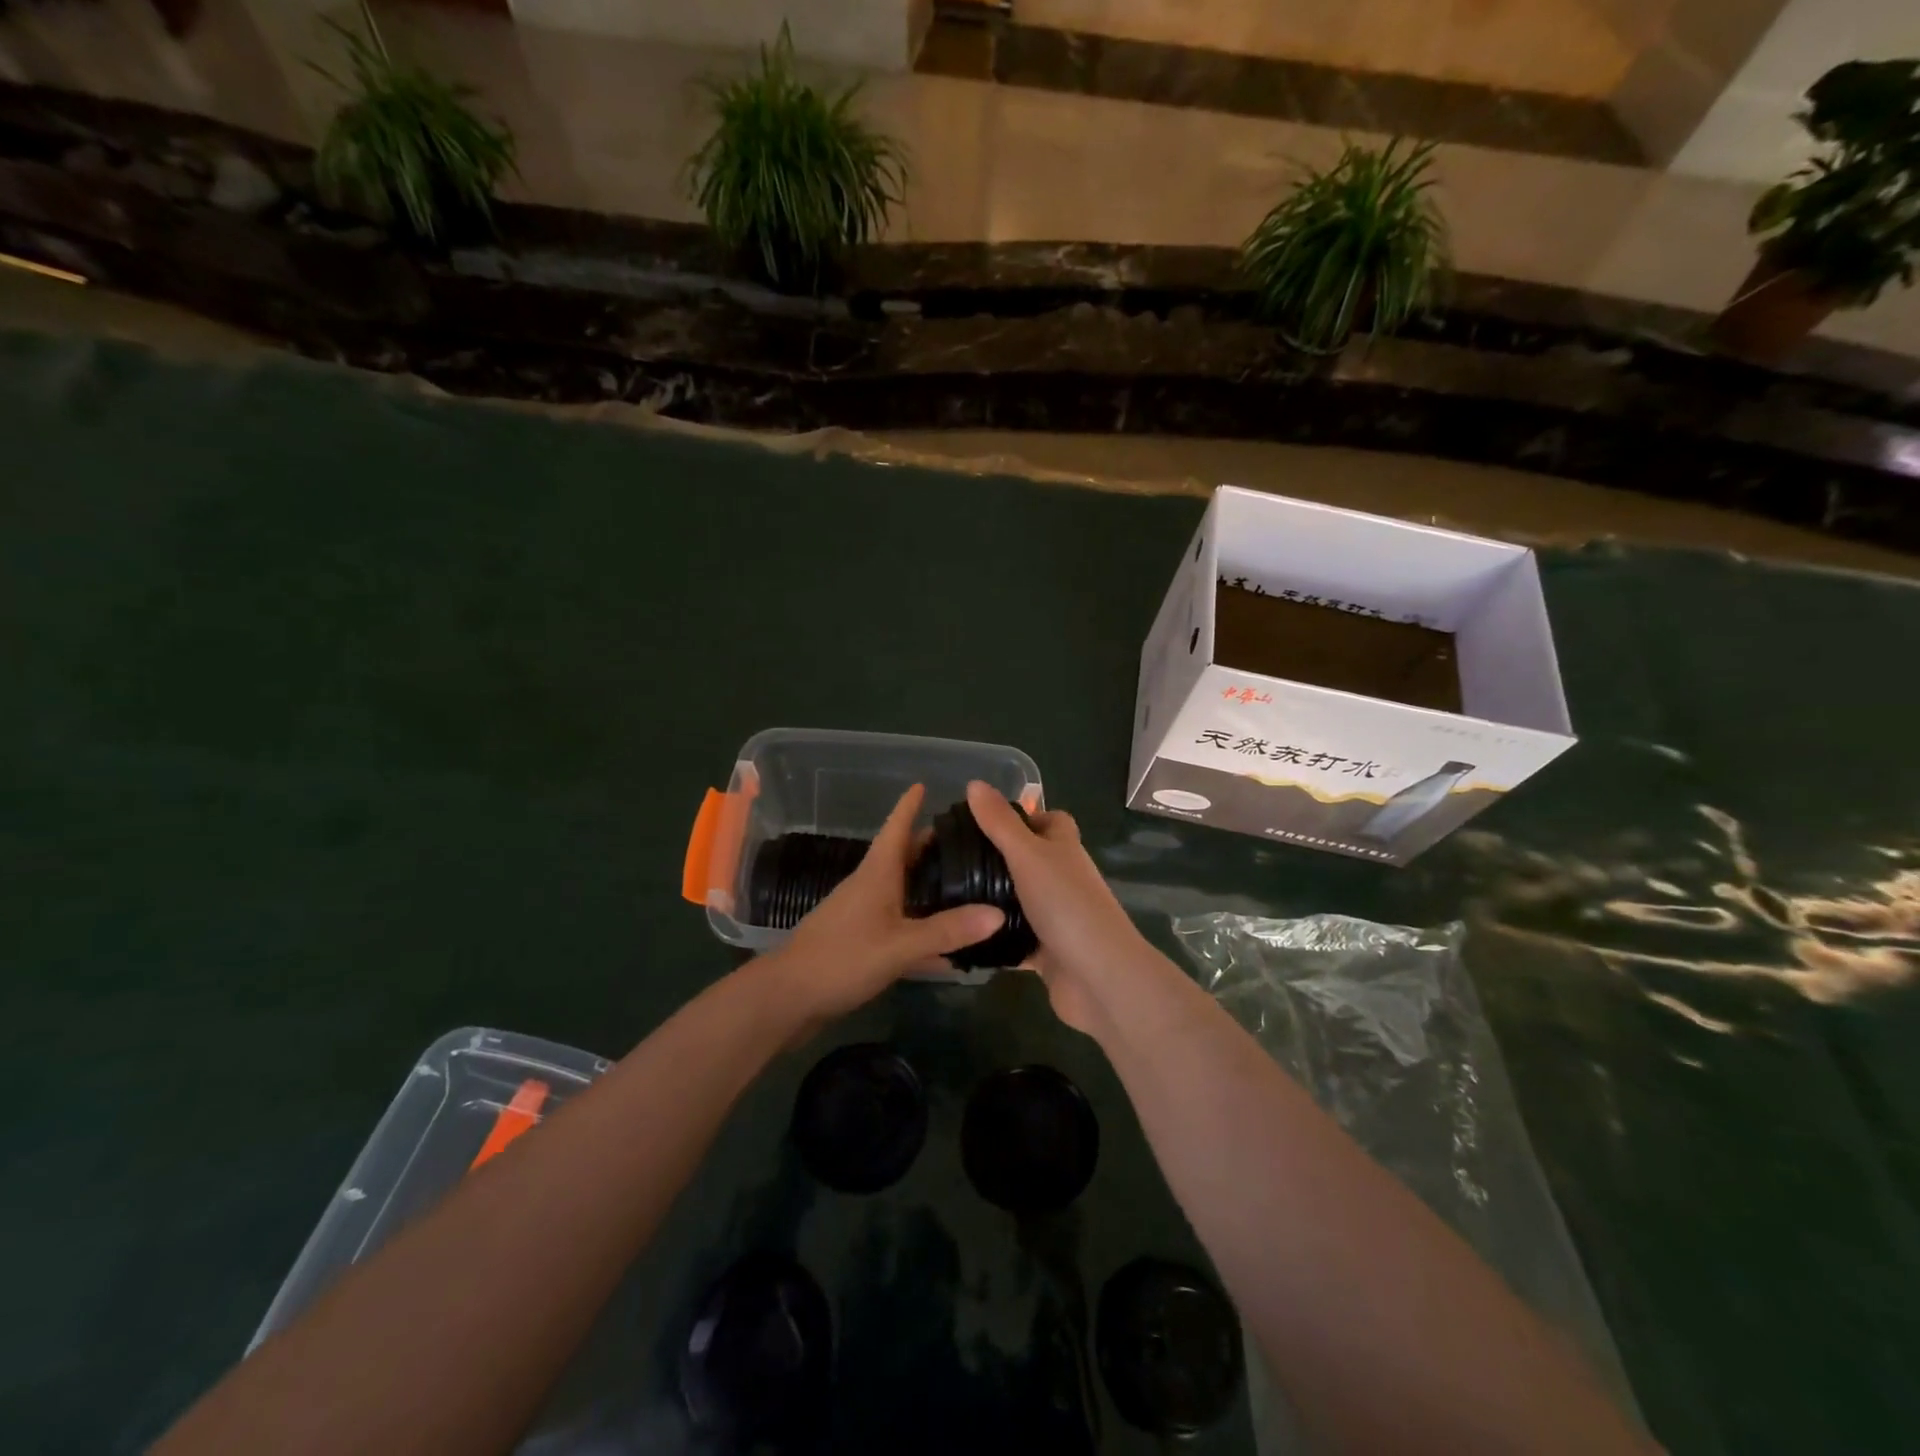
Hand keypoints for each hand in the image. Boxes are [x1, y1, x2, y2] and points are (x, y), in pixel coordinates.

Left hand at [761, 784, 1004, 1020]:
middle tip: (968, 839)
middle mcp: (870, 886)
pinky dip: (921, 923)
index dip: (909, 805)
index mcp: (877, 874)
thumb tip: (999, 913)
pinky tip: (946, 941)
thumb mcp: (900, 945)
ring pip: (902, 889)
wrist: (788, 998)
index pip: (896, 828)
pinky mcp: (860, 940)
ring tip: (964, 881)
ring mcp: (862, 914)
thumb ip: (948, 931)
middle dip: (930, 844)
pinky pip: (899, 922)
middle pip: (903, 856)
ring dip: (928, 883)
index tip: (924, 783)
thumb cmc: (842, 958)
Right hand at [965, 780, 1158, 1034]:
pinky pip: (1015, 941)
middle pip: (1031, 861)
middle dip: (997, 859)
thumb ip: (1000, 823)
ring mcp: (1057, 918)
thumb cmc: (1066, 905)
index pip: (1051, 821)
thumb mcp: (1028, 855)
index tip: (984, 819)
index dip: (1024, 815)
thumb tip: (974, 783)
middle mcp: (1063, 880)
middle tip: (953, 859)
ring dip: (992, 900)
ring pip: (1020, 901)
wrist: (1099, 977)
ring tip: (947, 895)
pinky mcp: (1047, 954)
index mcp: (1064, 850)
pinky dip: (994, 938)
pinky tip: (961, 935)